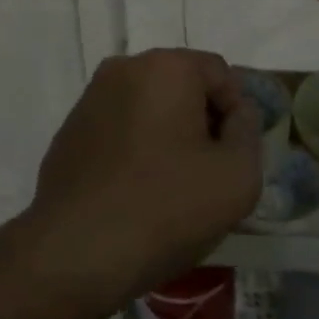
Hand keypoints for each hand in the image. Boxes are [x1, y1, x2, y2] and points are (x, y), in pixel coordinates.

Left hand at [16, 49, 260, 317]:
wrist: (76, 251)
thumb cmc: (166, 207)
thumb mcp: (237, 175)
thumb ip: (248, 132)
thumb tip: (237, 113)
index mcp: (165, 67)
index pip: (220, 74)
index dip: (237, 114)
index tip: (234, 158)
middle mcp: (123, 69)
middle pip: (181, 86)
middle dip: (201, 122)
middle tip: (209, 173)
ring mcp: (90, 99)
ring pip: (148, 107)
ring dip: (168, 135)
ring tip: (173, 186)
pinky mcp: (69, 131)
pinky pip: (119, 128)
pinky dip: (135, 148)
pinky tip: (137, 192)